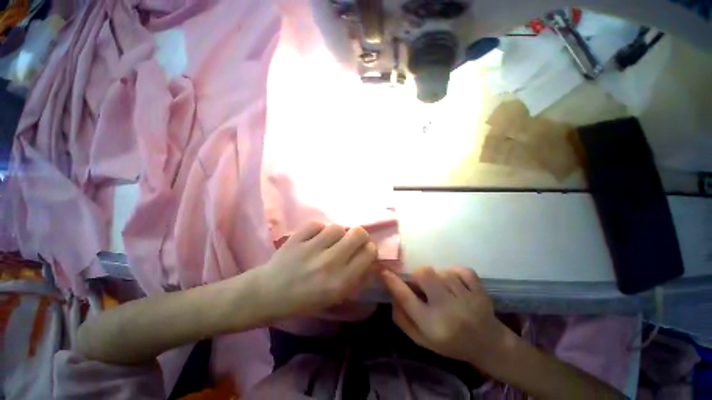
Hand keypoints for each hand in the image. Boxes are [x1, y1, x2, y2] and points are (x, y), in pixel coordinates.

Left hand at [257, 221, 377, 319]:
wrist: (269, 294)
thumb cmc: (305, 300)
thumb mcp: (336, 297)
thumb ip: (356, 278)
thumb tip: (369, 259)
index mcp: (341, 281)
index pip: (369, 252)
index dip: (369, 248)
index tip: (364, 250)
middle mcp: (330, 263)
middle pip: (358, 233)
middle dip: (359, 235)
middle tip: (351, 240)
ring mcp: (312, 248)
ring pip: (337, 227)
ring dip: (337, 233)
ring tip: (329, 241)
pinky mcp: (296, 238)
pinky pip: (316, 224)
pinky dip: (317, 230)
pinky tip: (313, 239)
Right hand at [381, 267, 506, 365]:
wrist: (489, 345)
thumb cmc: (451, 344)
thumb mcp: (422, 340)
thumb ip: (403, 320)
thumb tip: (392, 295)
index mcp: (431, 325)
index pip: (406, 298)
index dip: (392, 282)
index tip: (384, 272)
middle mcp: (448, 310)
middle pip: (425, 274)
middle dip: (418, 275)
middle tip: (422, 284)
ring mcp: (467, 299)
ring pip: (442, 272)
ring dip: (438, 277)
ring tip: (443, 289)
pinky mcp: (480, 291)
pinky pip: (462, 270)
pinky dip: (455, 273)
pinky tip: (457, 284)